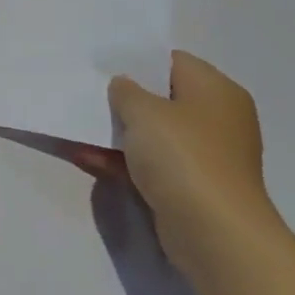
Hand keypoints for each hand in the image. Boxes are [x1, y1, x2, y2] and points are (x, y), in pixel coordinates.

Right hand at [91, 51, 284, 273]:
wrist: (214, 233)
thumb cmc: (183, 157)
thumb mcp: (144, 111)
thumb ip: (126, 91)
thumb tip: (124, 86)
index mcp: (215, 91)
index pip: (172, 61)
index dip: (136, 60)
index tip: (101, 65)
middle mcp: (216, 119)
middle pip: (162, 98)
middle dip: (124, 99)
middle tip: (86, 93)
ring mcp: (205, 156)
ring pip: (153, 134)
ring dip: (118, 132)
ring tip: (78, 125)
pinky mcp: (191, 187)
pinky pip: (150, 164)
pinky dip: (122, 160)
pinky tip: (85, 157)